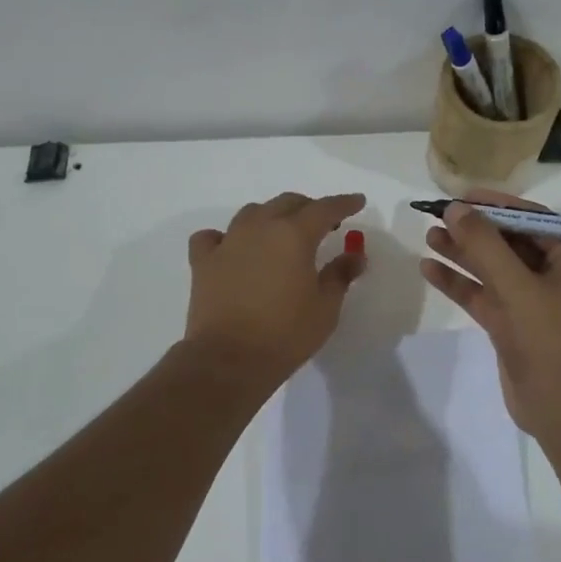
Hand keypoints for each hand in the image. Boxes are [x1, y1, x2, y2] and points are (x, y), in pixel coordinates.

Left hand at [183, 192, 367, 383]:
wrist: (229, 360)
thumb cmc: (286, 334)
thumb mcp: (325, 307)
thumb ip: (340, 275)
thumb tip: (355, 256)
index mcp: (294, 235)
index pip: (324, 208)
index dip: (344, 203)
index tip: (357, 201)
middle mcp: (260, 228)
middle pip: (287, 203)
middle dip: (309, 208)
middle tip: (324, 224)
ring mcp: (228, 242)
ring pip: (252, 213)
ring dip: (271, 217)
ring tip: (281, 235)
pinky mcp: (203, 261)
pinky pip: (213, 237)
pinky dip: (226, 237)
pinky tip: (233, 249)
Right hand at [419, 190, 560, 441]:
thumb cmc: (550, 340)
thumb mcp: (517, 287)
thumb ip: (484, 245)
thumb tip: (455, 208)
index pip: (532, 219)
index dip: (495, 205)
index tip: (460, 196)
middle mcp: (556, 274)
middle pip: (509, 241)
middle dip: (473, 229)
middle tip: (436, 215)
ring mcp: (533, 300)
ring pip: (493, 268)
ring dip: (462, 253)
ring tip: (428, 236)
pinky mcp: (513, 323)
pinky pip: (484, 294)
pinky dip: (459, 282)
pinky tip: (429, 269)